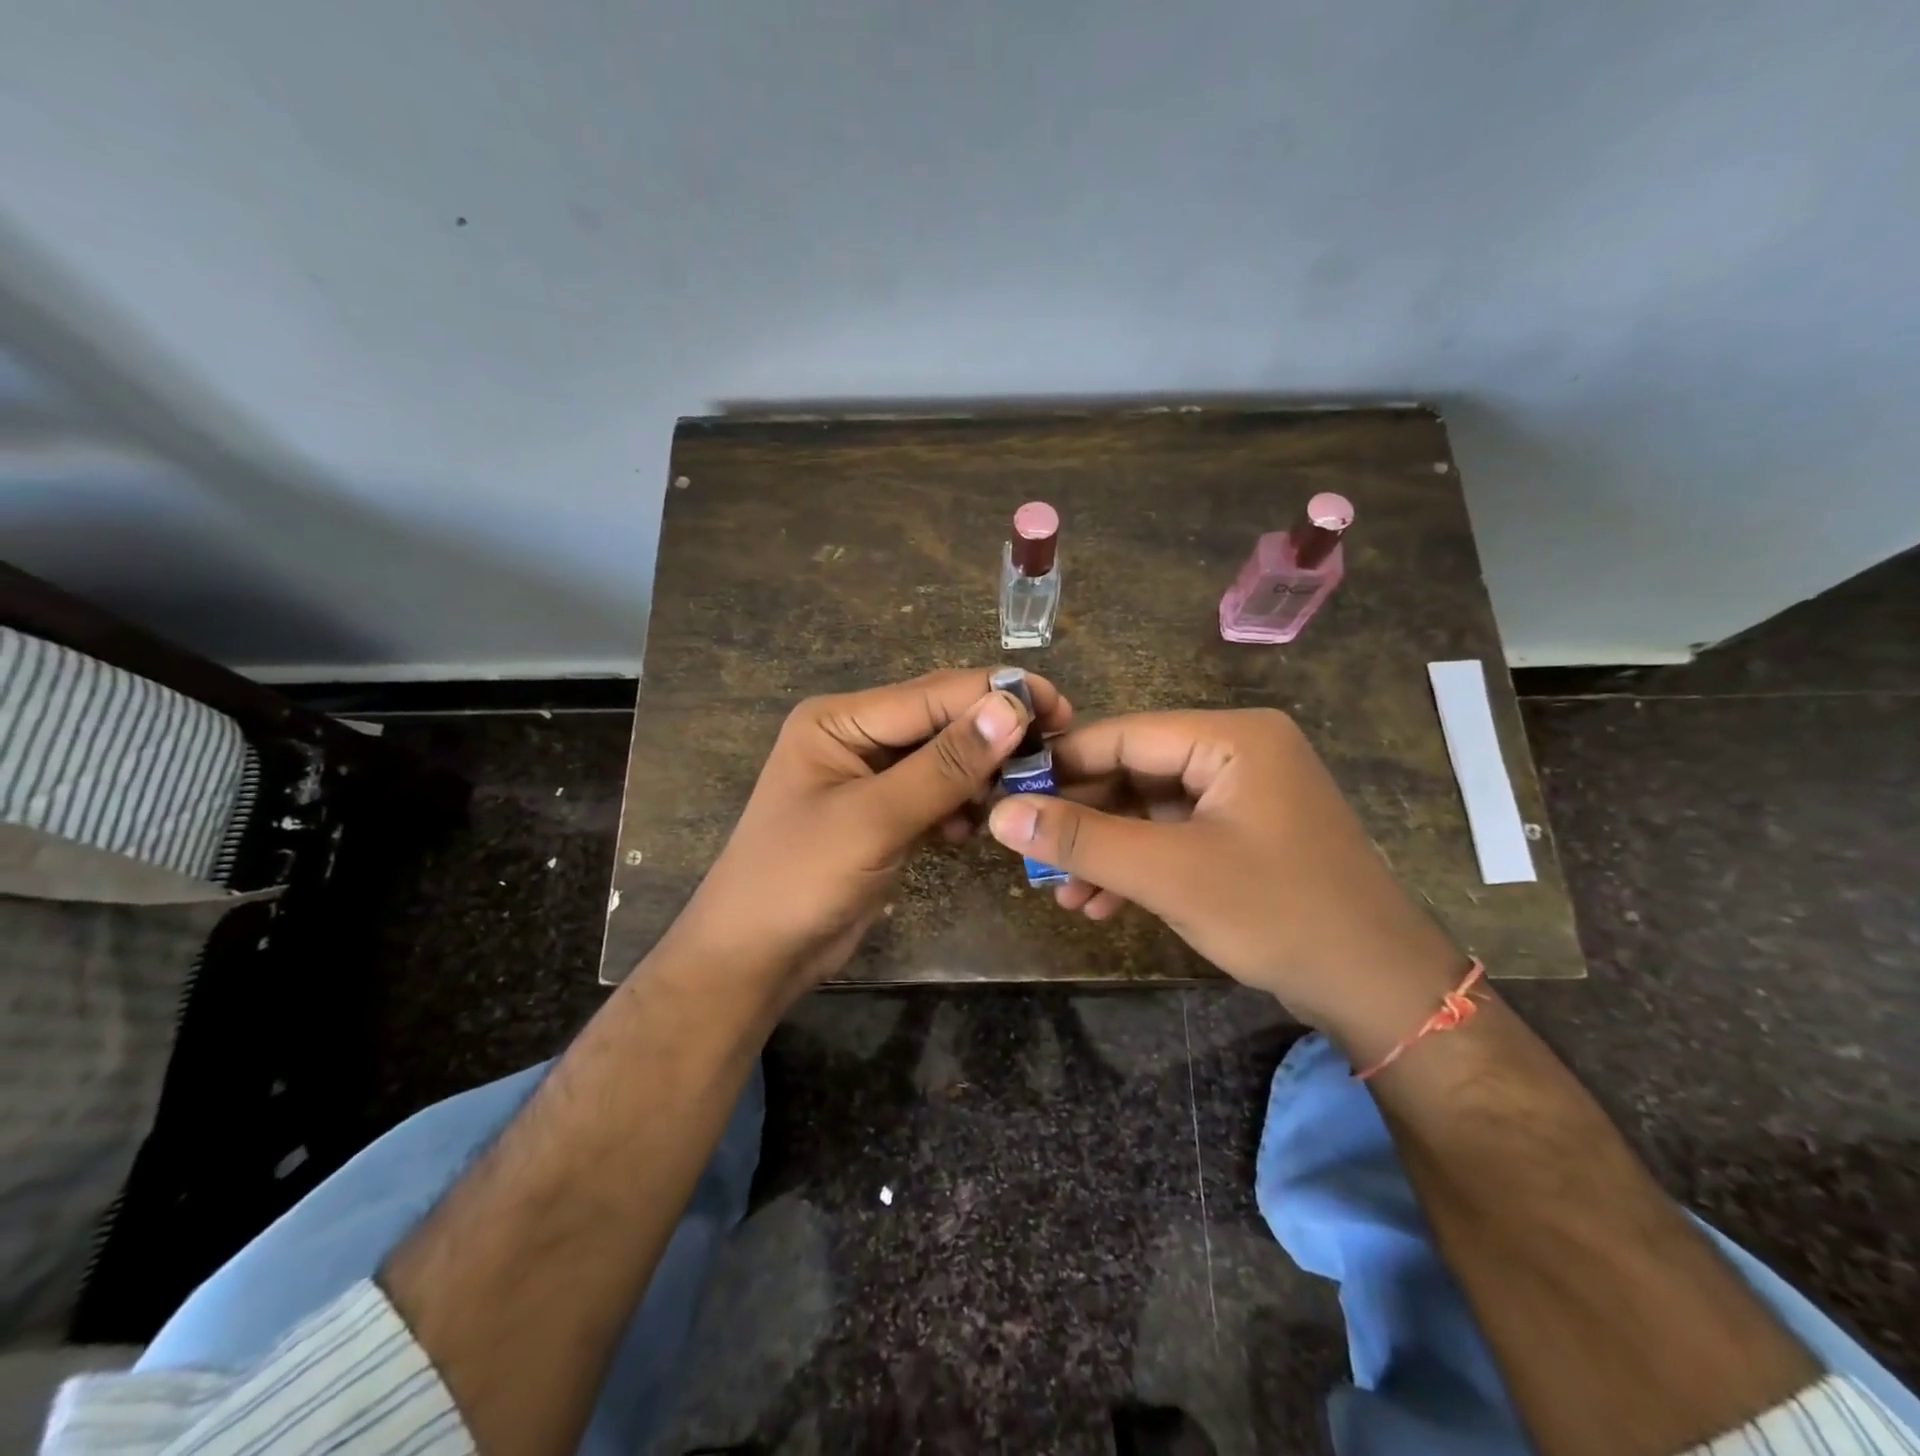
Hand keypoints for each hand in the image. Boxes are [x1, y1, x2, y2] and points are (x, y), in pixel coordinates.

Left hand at [664, 668, 1070, 996]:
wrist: (754, 957)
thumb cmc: (798, 880)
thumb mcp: (873, 820)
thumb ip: (943, 765)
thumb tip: (1011, 709)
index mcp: (840, 720)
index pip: (932, 695)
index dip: (996, 697)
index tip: (1060, 708)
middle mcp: (856, 736)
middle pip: (941, 721)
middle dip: (995, 734)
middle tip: (1055, 751)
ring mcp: (871, 777)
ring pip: (945, 759)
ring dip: (981, 774)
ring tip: (1019, 794)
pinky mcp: (884, 814)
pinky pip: (937, 794)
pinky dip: (960, 806)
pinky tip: (971, 829)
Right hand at [986, 708, 1466, 1047]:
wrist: (1377, 989)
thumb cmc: (1278, 913)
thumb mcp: (1169, 874)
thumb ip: (1082, 840)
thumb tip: (1000, 814)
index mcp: (1231, 737)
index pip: (1121, 735)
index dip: (1059, 766)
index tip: (1003, 797)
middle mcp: (1237, 752)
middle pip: (1133, 772)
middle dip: (1082, 821)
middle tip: (1031, 857)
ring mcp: (1242, 795)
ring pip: (1147, 810)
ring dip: (1103, 851)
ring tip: (1061, 895)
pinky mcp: (1242, 833)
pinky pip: (1172, 836)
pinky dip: (1136, 866)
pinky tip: (1101, 904)